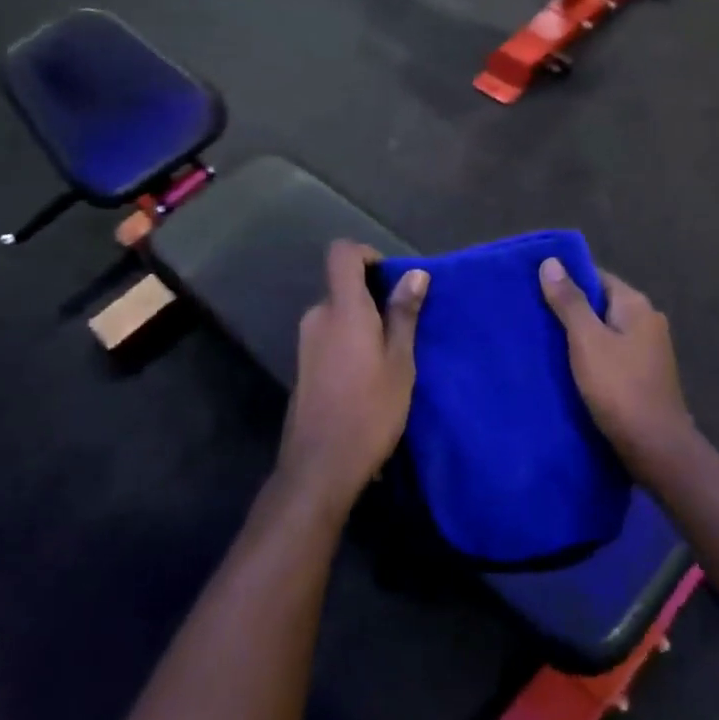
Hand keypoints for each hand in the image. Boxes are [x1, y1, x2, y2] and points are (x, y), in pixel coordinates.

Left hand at [275, 242, 428, 519]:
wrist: (320, 466)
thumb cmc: (370, 411)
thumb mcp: (400, 363)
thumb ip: (404, 315)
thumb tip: (415, 273)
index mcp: (342, 310)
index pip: (342, 254)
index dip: (366, 254)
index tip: (391, 278)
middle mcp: (317, 317)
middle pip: (342, 286)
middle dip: (372, 296)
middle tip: (403, 326)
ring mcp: (306, 343)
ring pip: (337, 314)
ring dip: (362, 322)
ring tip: (391, 355)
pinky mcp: (303, 366)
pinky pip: (329, 336)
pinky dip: (349, 341)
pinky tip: (368, 375)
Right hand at [540, 259, 694, 473]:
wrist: (655, 446)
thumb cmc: (619, 388)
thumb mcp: (587, 341)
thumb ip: (569, 301)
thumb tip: (551, 261)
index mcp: (636, 305)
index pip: (597, 277)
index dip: (567, 279)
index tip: (535, 286)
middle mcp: (647, 321)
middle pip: (601, 304)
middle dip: (570, 309)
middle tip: (532, 315)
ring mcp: (649, 350)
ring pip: (605, 331)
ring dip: (579, 335)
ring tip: (542, 341)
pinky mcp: (644, 375)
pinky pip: (611, 354)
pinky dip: (591, 356)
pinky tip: (567, 368)